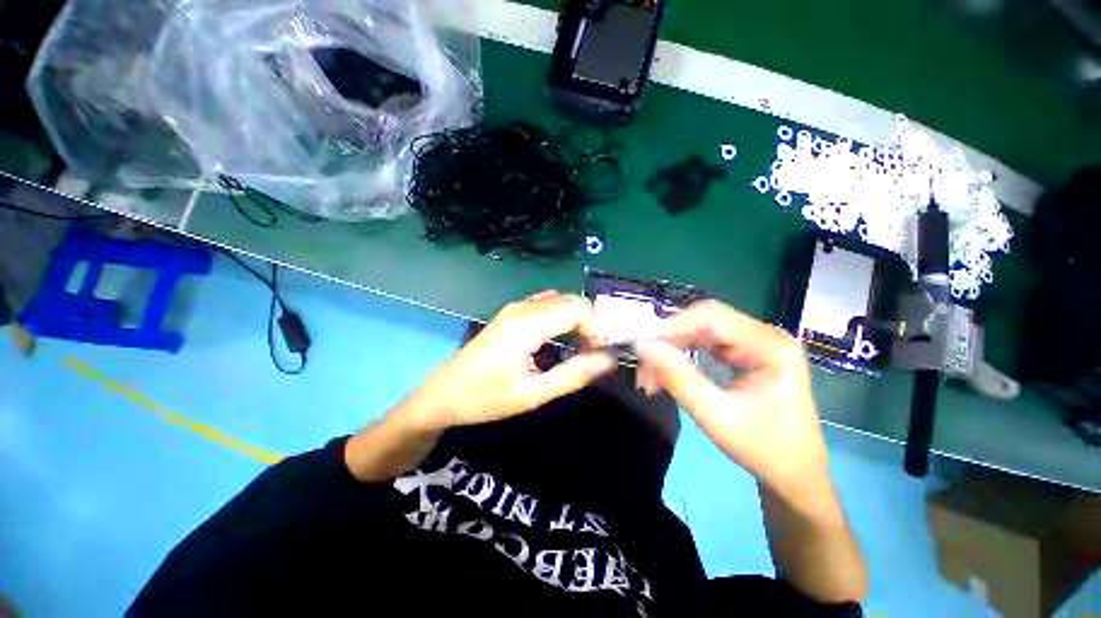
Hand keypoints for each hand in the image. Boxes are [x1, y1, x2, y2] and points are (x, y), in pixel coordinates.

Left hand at [402, 291, 615, 431]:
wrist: (441, 396)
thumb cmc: (485, 399)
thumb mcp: (533, 394)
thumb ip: (574, 375)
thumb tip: (609, 360)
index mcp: (526, 325)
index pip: (577, 308)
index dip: (596, 328)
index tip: (599, 355)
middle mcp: (521, 308)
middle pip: (569, 301)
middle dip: (588, 325)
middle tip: (591, 355)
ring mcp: (513, 309)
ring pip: (558, 302)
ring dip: (575, 321)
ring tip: (578, 349)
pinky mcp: (509, 315)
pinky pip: (544, 306)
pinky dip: (560, 318)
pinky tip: (557, 340)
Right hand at [635, 300, 829, 498]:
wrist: (796, 477)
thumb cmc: (764, 451)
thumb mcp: (716, 417)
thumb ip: (678, 378)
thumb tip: (644, 346)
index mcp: (770, 345)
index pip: (710, 317)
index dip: (671, 326)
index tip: (641, 346)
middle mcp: (765, 335)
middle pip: (704, 320)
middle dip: (669, 339)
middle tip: (644, 364)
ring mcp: (756, 343)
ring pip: (701, 330)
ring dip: (673, 347)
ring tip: (652, 371)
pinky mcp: (747, 353)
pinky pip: (706, 343)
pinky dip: (683, 353)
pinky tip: (669, 368)